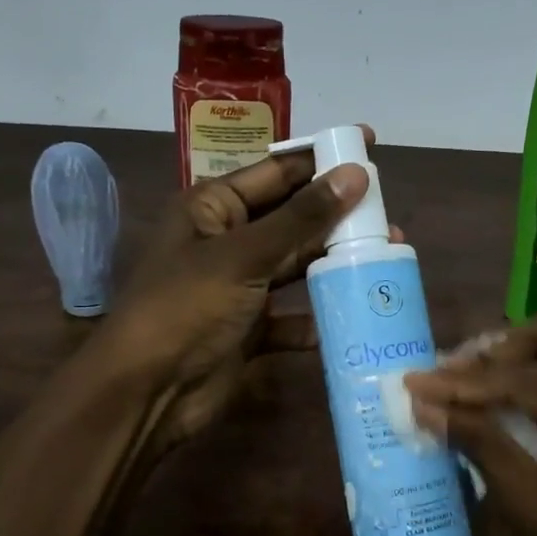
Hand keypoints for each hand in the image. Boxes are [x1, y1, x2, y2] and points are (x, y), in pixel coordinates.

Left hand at [97, 132, 392, 449]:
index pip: (276, 172)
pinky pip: (292, 316)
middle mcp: (228, 241)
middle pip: (292, 218)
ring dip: (334, 263)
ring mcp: (240, 287)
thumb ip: (302, 218)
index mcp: (213, 208)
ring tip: (387, 254)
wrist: (147, 393)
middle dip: (337, 215)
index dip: (321, 157)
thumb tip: (356, 174)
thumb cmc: (186, 307)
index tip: (368, 143)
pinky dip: (318, 318)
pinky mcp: (250, 329)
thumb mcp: (243, 256)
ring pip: (296, 265)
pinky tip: (354, 314)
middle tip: (389, 210)